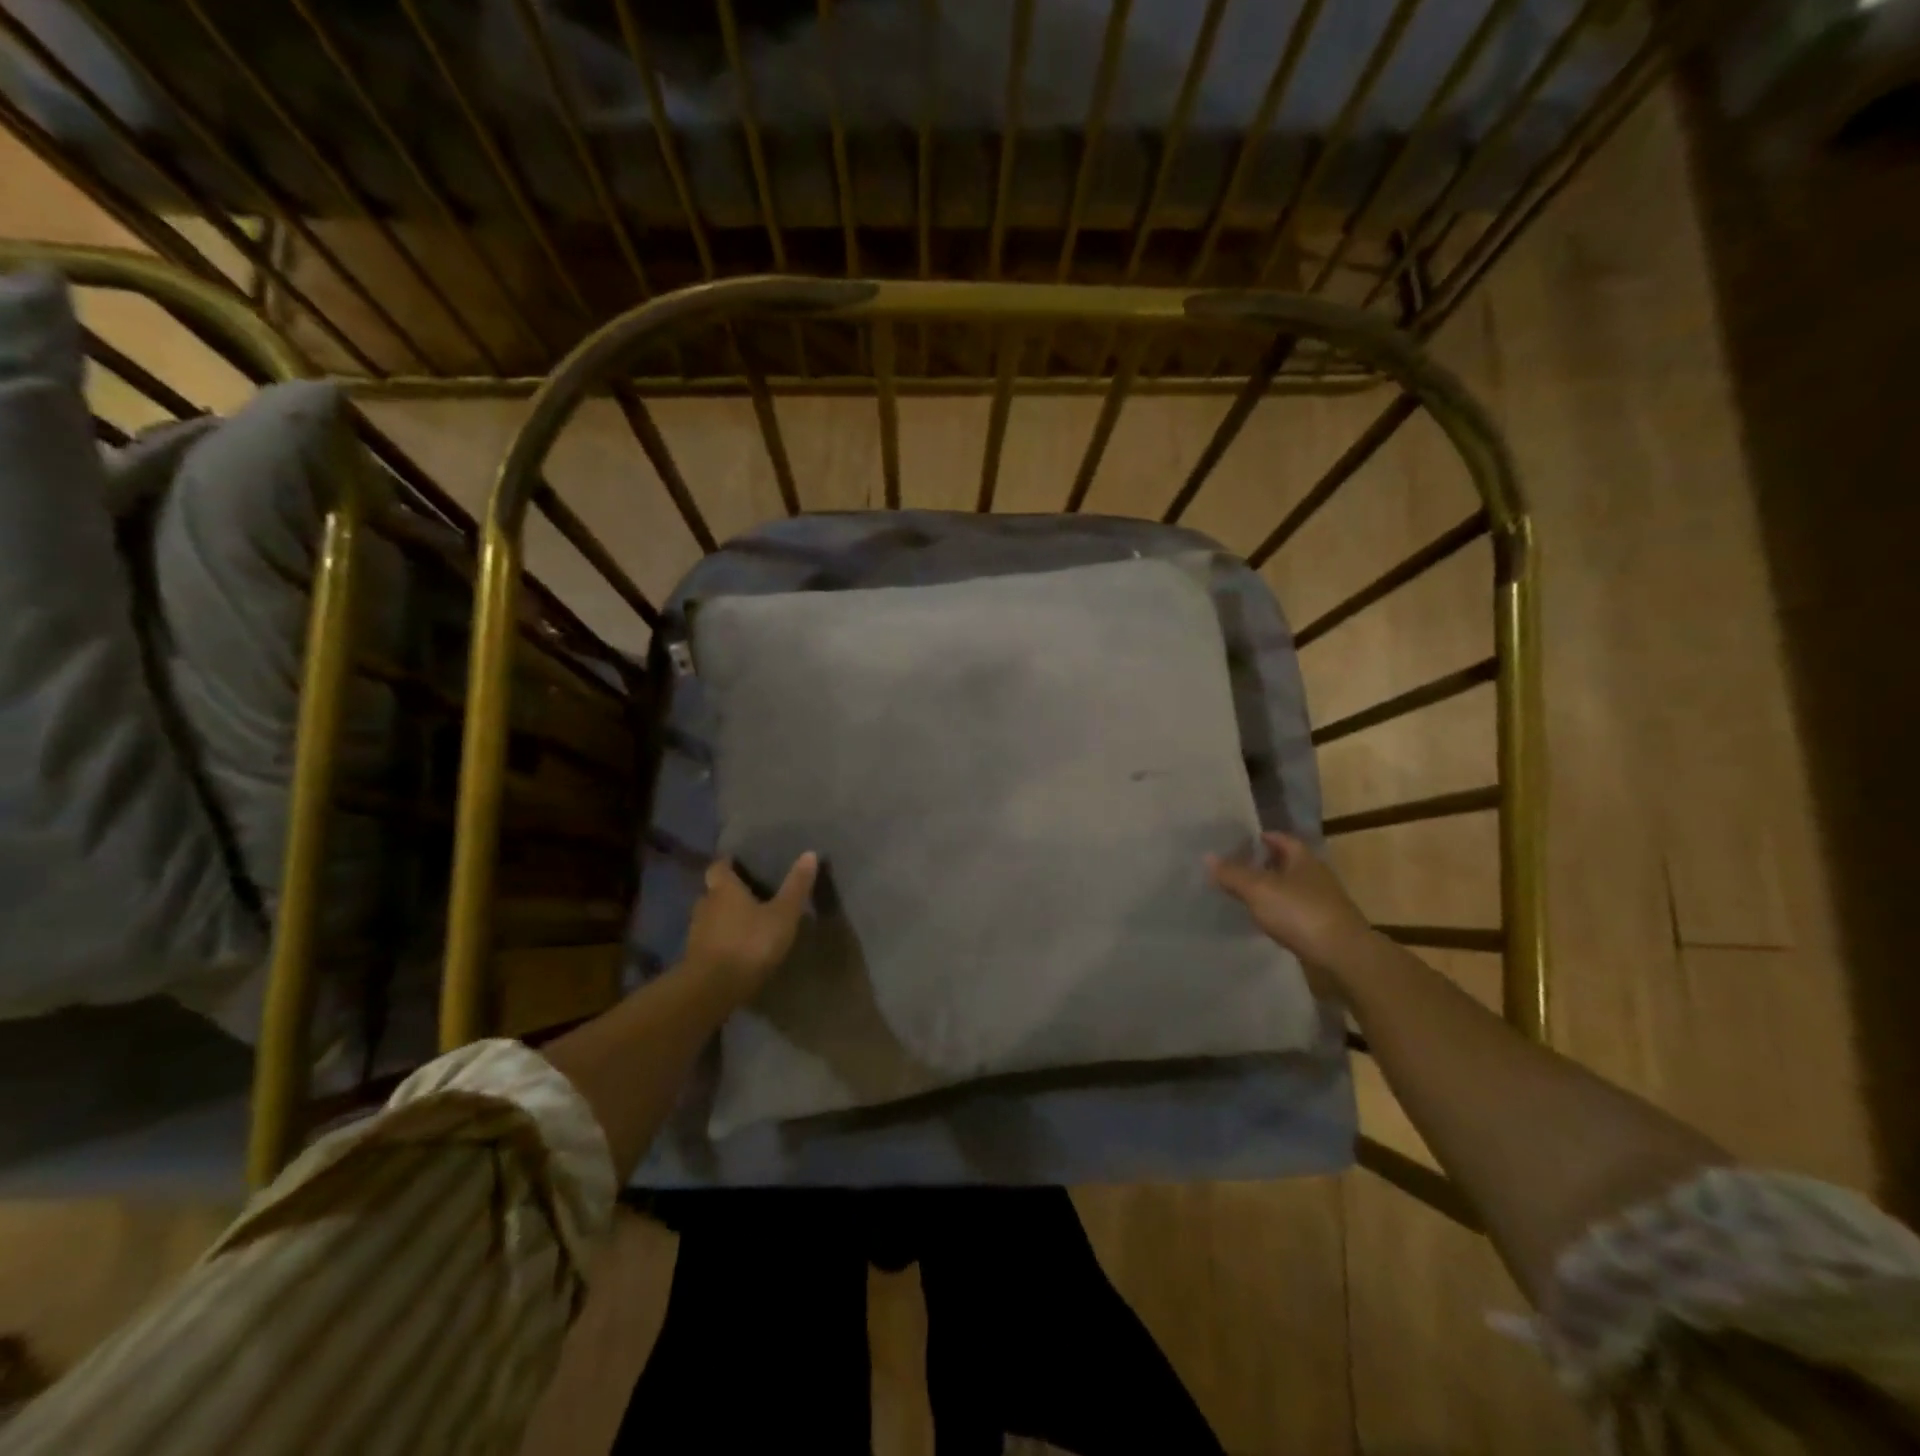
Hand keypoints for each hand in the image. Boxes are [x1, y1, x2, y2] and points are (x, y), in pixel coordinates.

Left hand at [685, 852, 819, 1000]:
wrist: (712, 989)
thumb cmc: (750, 943)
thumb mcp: (782, 915)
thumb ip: (795, 886)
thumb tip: (810, 853)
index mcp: (724, 889)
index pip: (718, 867)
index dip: (727, 863)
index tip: (738, 862)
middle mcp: (705, 905)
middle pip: (712, 891)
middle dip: (726, 891)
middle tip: (747, 893)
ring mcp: (696, 933)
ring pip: (709, 917)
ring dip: (723, 917)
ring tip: (744, 921)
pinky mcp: (694, 958)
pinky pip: (708, 940)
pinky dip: (720, 939)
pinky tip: (736, 948)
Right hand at [1206, 831, 1373, 980]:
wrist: (1343, 956)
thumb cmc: (1300, 912)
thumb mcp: (1258, 889)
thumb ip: (1232, 873)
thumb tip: (1207, 857)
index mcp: (1303, 858)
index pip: (1280, 839)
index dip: (1261, 838)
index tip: (1239, 842)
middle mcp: (1316, 876)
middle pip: (1286, 863)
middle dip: (1263, 864)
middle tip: (1236, 868)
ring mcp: (1322, 902)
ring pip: (1290, 889)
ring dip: (1271, 890)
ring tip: (1244, 894)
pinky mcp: (1323, 927)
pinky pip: (1295, 912)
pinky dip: (1279, 912)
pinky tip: (1264, 920)